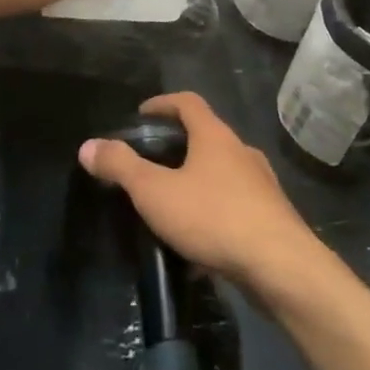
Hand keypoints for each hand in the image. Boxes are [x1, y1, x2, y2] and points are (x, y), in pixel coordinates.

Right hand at [79, 93, 321, 294]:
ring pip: (222, 173)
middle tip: (151, 162)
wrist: (280, 267)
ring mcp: (261, 185)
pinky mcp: (271, 217)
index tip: (142, 114)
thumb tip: (88, 146)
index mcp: (215, 136)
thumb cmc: (214, 217)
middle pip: (207, 136)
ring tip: (171, 203)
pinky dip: (213, 212)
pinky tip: (197, 242)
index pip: (188, 102)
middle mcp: (241, 152)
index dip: (163, 103)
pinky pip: (235, 205)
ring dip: (197, 181)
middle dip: (178, 146)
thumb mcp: (155, 192)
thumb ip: (120, 167)